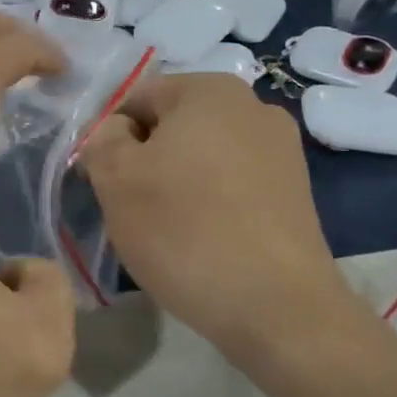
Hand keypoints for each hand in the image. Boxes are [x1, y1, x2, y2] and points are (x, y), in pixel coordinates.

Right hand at [76, 73, 350, 362]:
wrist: (276, 307)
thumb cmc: (184, 230)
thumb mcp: (114, 177)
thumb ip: (101, 138)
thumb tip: (115, 132)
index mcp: (209, 89)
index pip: (134, 99)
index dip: (108, 139)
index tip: (104, 184)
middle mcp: (253, 106)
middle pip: (171, 127)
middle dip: (144, 161)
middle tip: (132, 209)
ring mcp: (282, 150)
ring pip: (201, 158)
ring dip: (176, 184)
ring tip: (170, 231)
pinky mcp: (296, 192)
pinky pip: (232, 185)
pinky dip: (210, 204)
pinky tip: (204, 241)